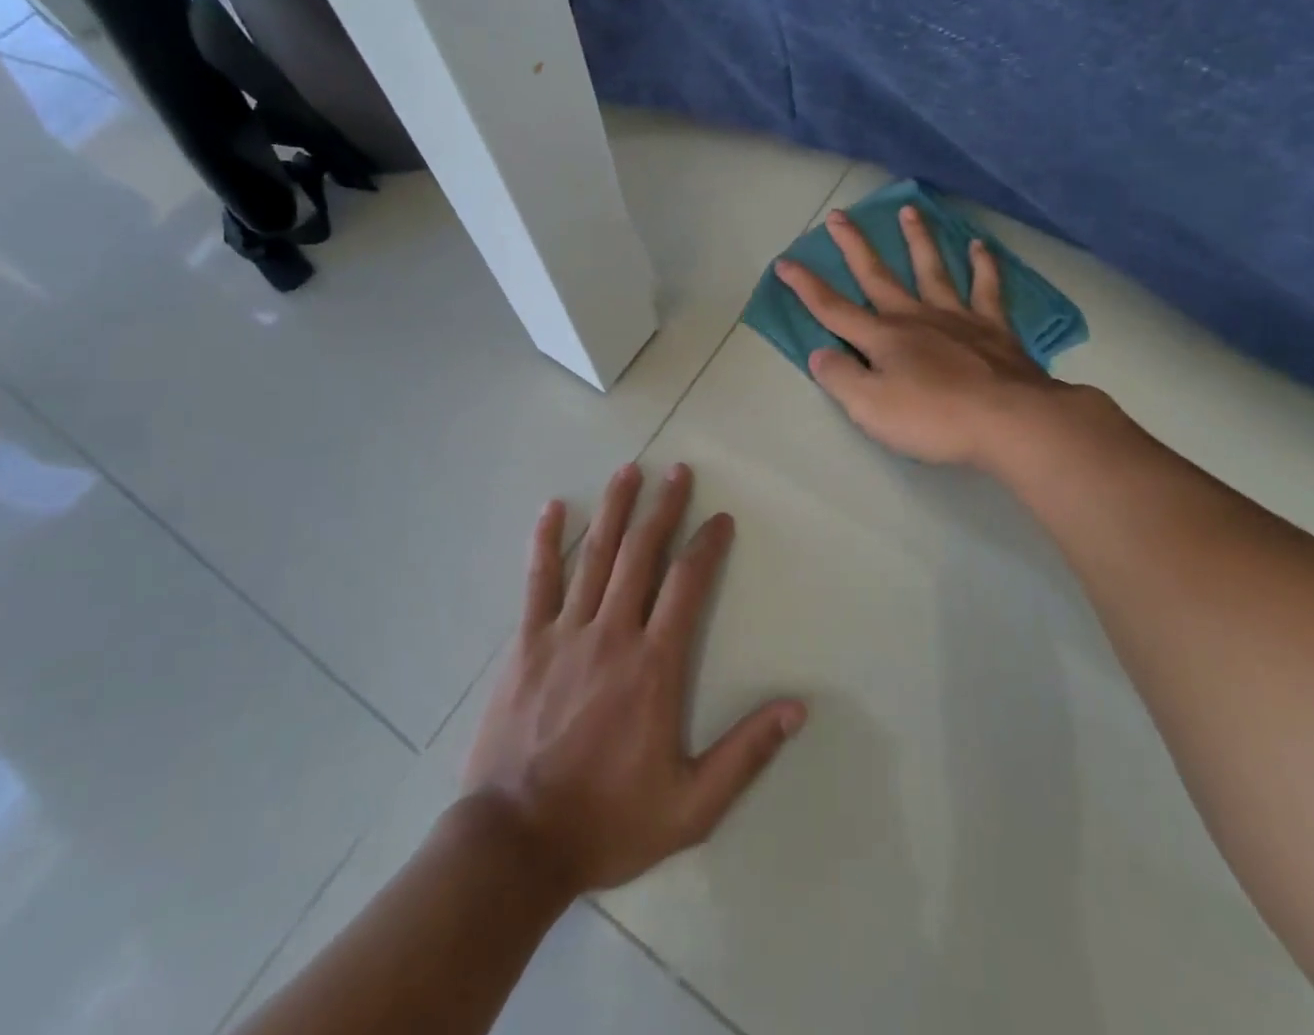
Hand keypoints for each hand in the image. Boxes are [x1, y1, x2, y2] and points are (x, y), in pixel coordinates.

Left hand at [462, 463, 806, 894]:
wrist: (516, 844)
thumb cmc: (608, 822)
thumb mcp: (691, 805)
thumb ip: (745, 753)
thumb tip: (797, 708)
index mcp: (653, 666)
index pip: (687, 585)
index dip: (707, 546)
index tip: (720, 518)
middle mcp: (612, 634)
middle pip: (642, 554)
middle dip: (663, 508)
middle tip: (678, 470)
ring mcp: (564, 633)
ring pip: (595, 555)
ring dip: (615, 509)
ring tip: (629, 471)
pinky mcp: (526, 643)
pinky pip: (538, 581)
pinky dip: (546, 541)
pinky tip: (552, 508)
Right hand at [776, 204, 1067, 466]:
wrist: (1009, 421)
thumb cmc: (933, 418)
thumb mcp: (870, 408)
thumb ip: (840, 378)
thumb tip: (819, 353)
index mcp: (882, 338)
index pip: (833, 308)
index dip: (805, 286)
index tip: (785, 262)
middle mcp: (914, 317)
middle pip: (877, 275)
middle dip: (854, 246)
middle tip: (839, 215)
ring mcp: (956, 317)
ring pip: (931, 269)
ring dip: (917, 239)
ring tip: (908, 210)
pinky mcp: (993, 327)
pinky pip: (987, 287)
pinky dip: (983, 264)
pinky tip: (979, 245)